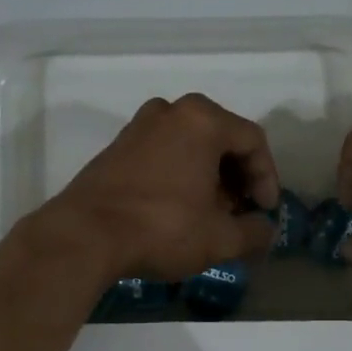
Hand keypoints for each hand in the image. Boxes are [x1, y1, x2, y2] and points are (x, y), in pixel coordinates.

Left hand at [34, 93, 279, 283]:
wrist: (84, 235)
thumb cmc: (162, 228)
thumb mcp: (221, 239)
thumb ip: (255, 232)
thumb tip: (264, 231)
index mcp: (203, 121)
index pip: (253, 141)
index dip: (267, 177)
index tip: (266, 211)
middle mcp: (172, 111)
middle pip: (222, 138)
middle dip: (238, 176)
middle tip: (240, 210)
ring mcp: (140, 125)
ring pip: (191, 144)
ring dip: (209, 175)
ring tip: (211, 211)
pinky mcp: (118, 146)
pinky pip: (165, 151)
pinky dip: (181, 172)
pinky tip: (180, 207)